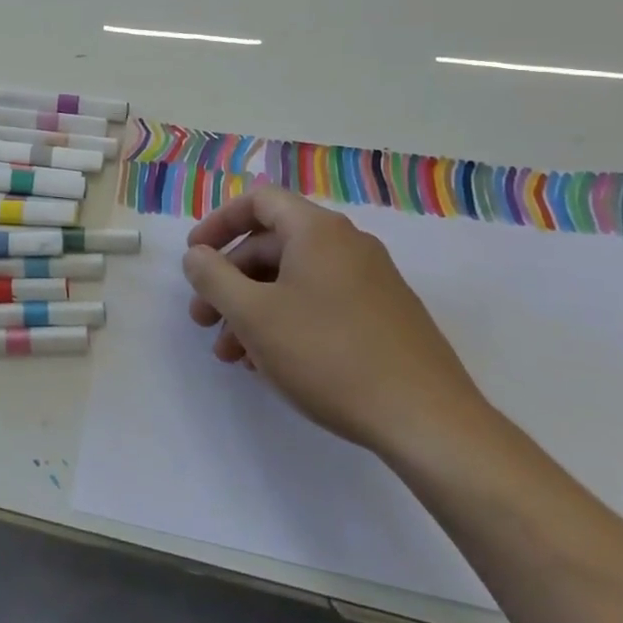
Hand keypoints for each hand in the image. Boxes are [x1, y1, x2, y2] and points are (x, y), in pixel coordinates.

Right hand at [182, 185, 488, 455]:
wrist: (428, 421)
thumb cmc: (328, 355)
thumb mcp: (253, 314)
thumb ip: (213, 277)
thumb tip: (196, 256)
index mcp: (318, 231)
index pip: (258, 201)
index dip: (218, 223)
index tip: (195, 256)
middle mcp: (347, 246)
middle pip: (272, 245)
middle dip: (229, 280)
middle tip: (202, 319)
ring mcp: (371, 282)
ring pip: (293, 281)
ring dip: (252, 309)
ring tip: (230, 354)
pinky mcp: (384, 318)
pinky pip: (319, 304)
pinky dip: (285, 322)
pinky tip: (268, 364)